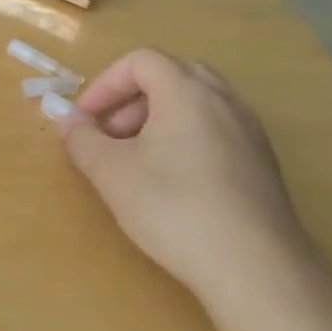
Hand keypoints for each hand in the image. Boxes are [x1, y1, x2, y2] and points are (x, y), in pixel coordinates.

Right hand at [58, 49, 312, 306]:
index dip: (105, 84)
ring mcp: (250, 132)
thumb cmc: (174, 208)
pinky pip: (216, 130)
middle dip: (132, 98)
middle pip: (172, 75)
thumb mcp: (111, 173)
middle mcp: (225, 101)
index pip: (141, 61)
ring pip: (197, 103)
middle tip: (111, 133)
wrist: (255, 269)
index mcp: (187, 91)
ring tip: (137, 159)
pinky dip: (186, 138)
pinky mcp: (262, 164)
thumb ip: (82, 139)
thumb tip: (69, 120)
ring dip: (158, 118)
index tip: (85, 119)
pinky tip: (173, 182)